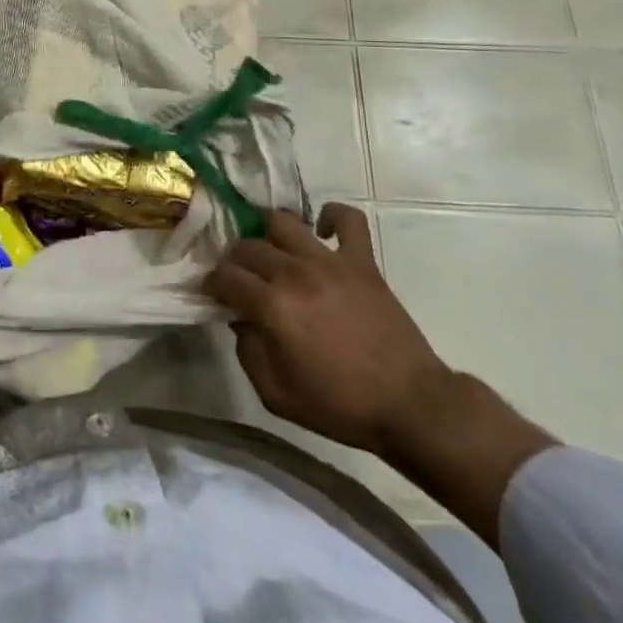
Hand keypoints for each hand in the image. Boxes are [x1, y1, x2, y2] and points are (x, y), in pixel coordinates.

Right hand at [205, 205, 449, 458]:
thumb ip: (248, 353)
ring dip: (269, 233)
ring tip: (272, 251)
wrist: (409, 404)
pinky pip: (347, 218)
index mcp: (273, 307)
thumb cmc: (341, 406)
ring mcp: (330, 261)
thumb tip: (240, 321)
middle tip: (240, 278)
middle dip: (234, 261)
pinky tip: (322, 232)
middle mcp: (295, 273)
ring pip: (283, 222)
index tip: (213, 292)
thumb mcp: (277, 396)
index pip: (226, 276)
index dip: (212, 282)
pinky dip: (331, 216)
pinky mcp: (361, 260)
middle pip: (248, 247)